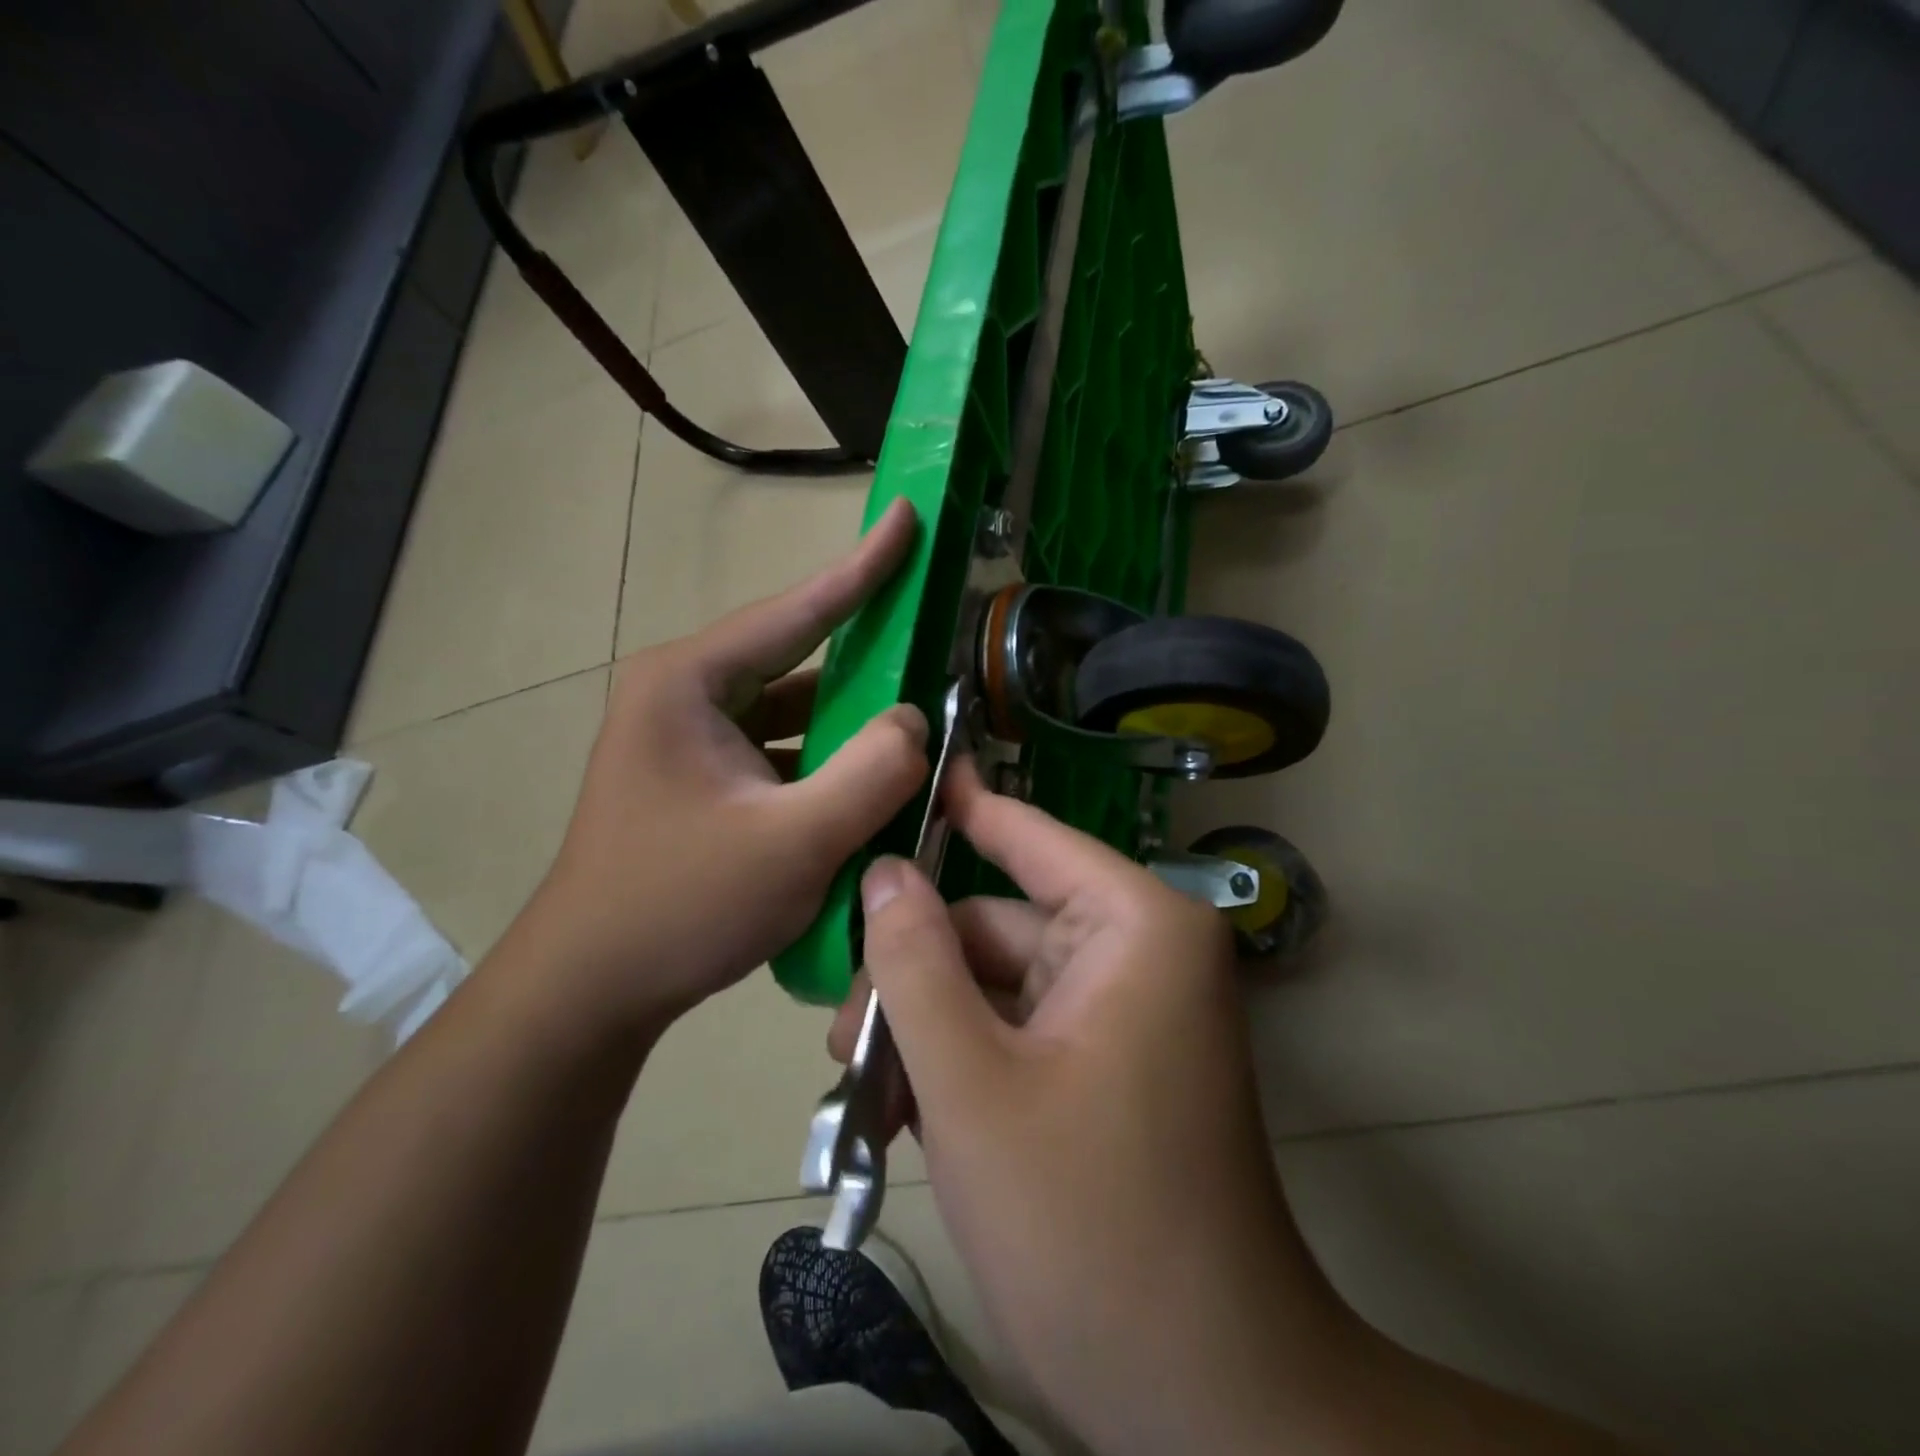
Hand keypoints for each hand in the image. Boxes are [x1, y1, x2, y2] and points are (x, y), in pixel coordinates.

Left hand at [507, 499, 928, 1042]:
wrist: (591, 989)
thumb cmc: (681, 906)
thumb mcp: (793, 842)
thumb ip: (871, 772)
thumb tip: (917, 720)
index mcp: (690, 682)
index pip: (796, 609)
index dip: (864, 566)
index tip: (909, 514)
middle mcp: (684, 694)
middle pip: (796, 658)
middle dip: (867, 654)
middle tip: (932, 636)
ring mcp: (689, 738)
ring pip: (791, 711)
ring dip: (848, 720)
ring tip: (916, 718)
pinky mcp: (700, 779)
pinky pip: (779, 750)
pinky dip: (824, 760)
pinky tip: (868, 779)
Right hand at [834, 763, 1355, 1453]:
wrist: (1201, 1397)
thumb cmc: (1088, 1227)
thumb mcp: (972, 1085)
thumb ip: (916, 965)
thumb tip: (883, 871)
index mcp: (1135, 927)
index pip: (1030, 836)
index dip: (961, 807)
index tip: (902, 773)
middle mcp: (1138, 952)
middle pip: (996, 926)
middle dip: (916, 974)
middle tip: (841, 1038)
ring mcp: (1123, 1012)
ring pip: (996, 984)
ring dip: (928, 1028)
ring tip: (862, 1090)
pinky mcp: (1107, 1065)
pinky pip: (1017, 1030)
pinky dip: (961, 1060)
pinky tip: (906, 1116)